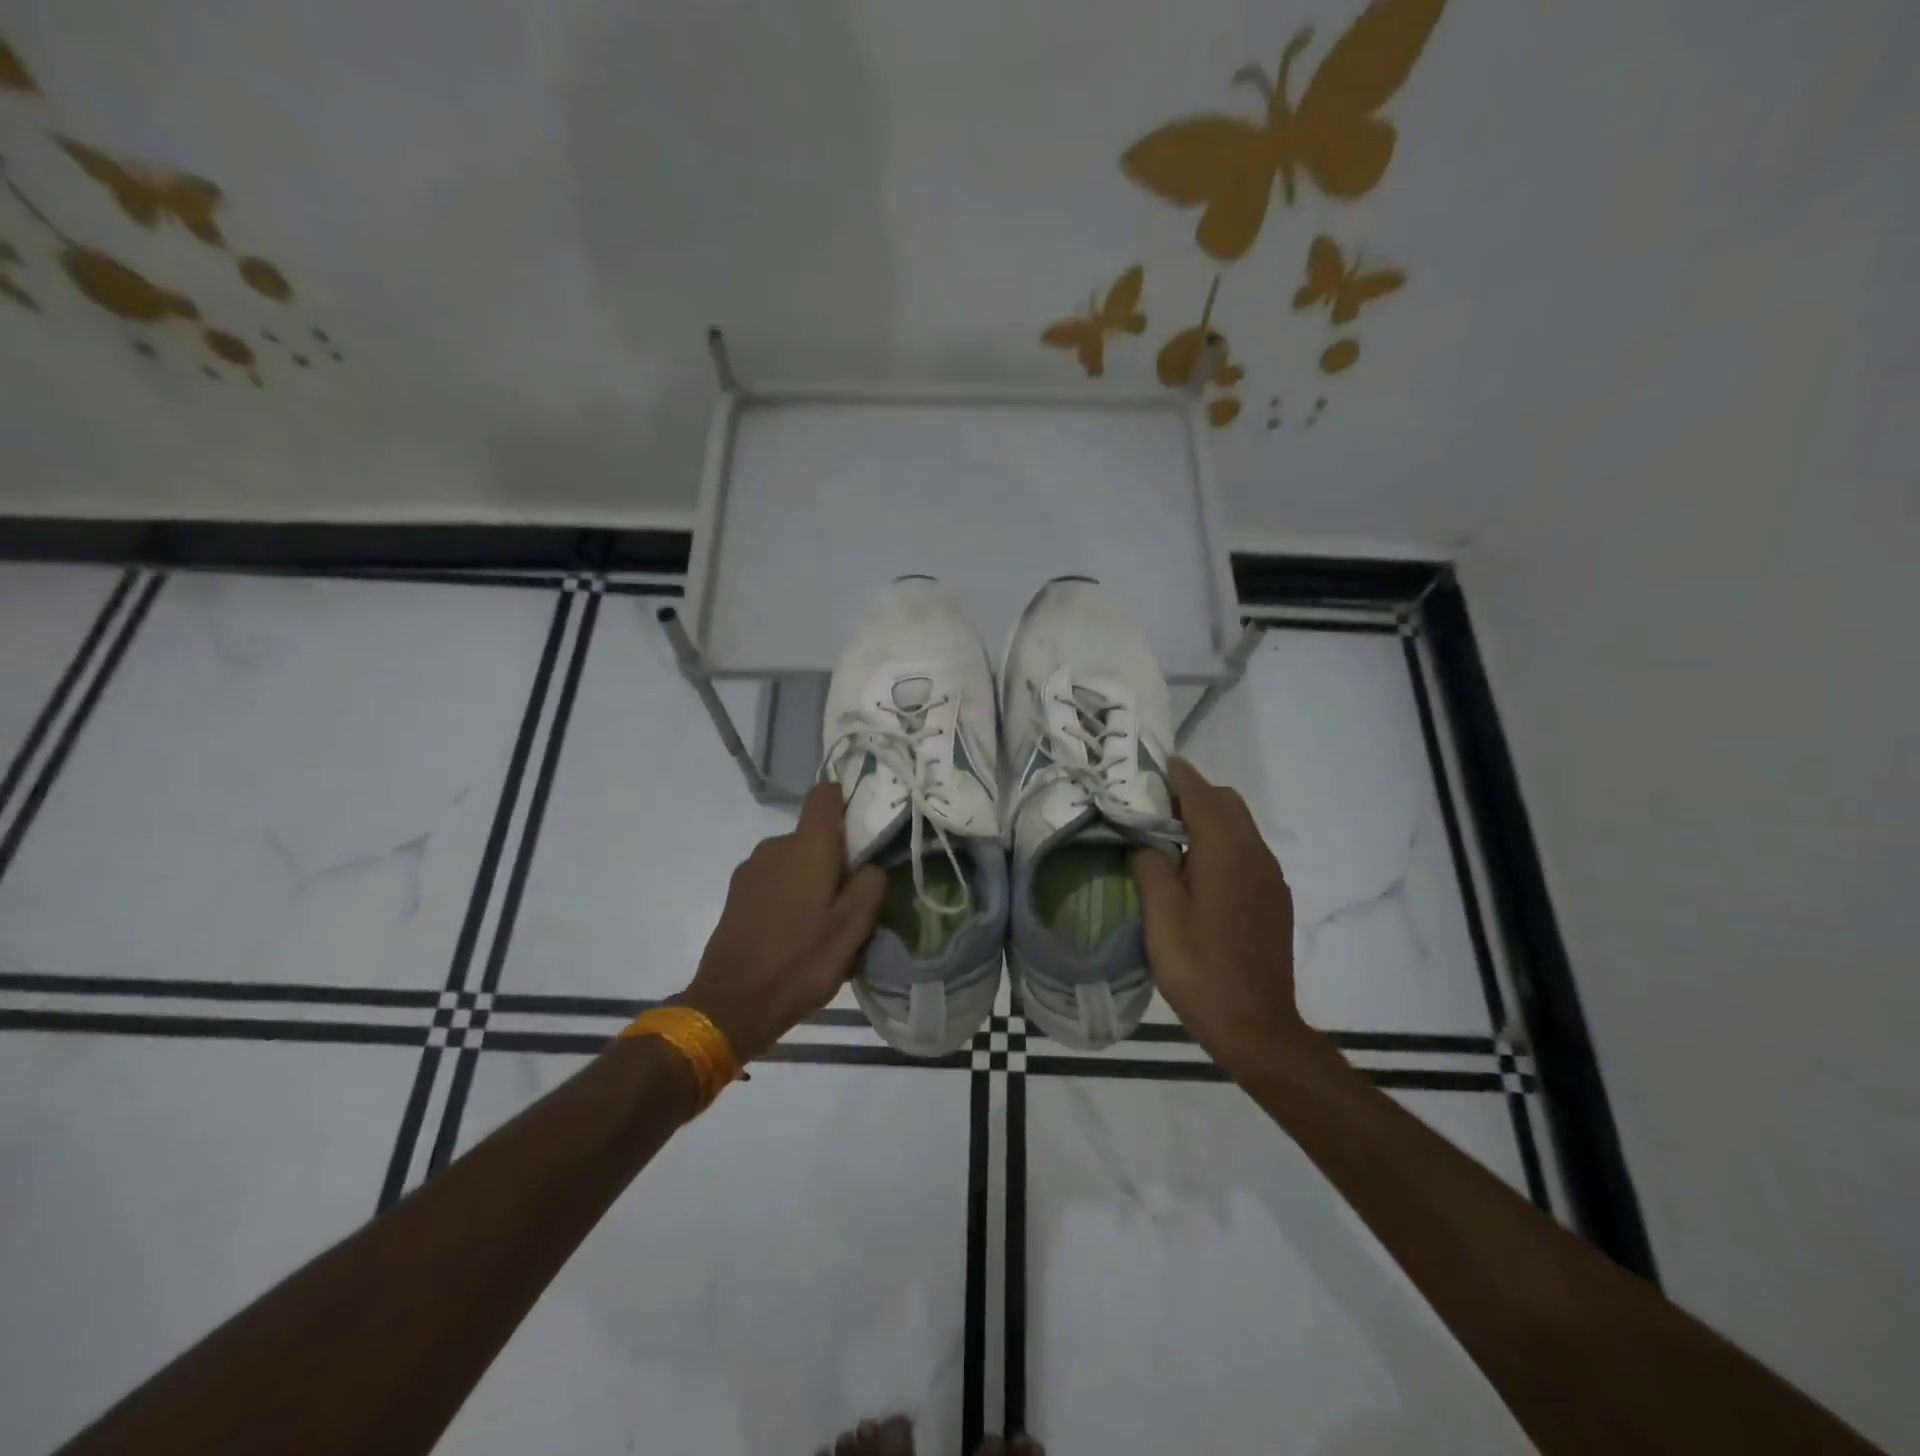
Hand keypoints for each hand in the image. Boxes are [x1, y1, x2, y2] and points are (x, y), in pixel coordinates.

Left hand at [680, 783, 886, 1063]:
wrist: (731, 1005)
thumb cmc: (800, 962)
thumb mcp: (852, 929)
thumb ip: (870, 886)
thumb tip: (870, 865)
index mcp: (806, 847)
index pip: (825, 795)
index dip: (846, 799)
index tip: (864, 825)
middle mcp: (775, 846)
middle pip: (814, 835)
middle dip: (835, 858)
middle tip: (851, 899)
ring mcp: (751, 870)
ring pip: (795, 861)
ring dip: (812, 880)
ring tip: (823, 925)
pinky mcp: (737, 893)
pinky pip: (775, 880)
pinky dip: (791, 895)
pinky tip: (796, 935)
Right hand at [1132, 758, 1309, 1072]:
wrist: (1256, 1025)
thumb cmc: (1199, 967)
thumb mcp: (1160, 916)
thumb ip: (1150, 867)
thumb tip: (1146, 844)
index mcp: (1226, 851)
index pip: (1203, 795)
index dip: (1180, 776)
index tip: (1158, 763)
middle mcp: (1256, 855)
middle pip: (1228, 804)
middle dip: (1195, 795)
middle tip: (1155, 807)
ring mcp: (1271, 878)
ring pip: (1241, 828)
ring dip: (1209, 820)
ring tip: (1171, 838)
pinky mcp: (1275, 900)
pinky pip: (1248, 853)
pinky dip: (1223, 844)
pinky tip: (1198, 873)